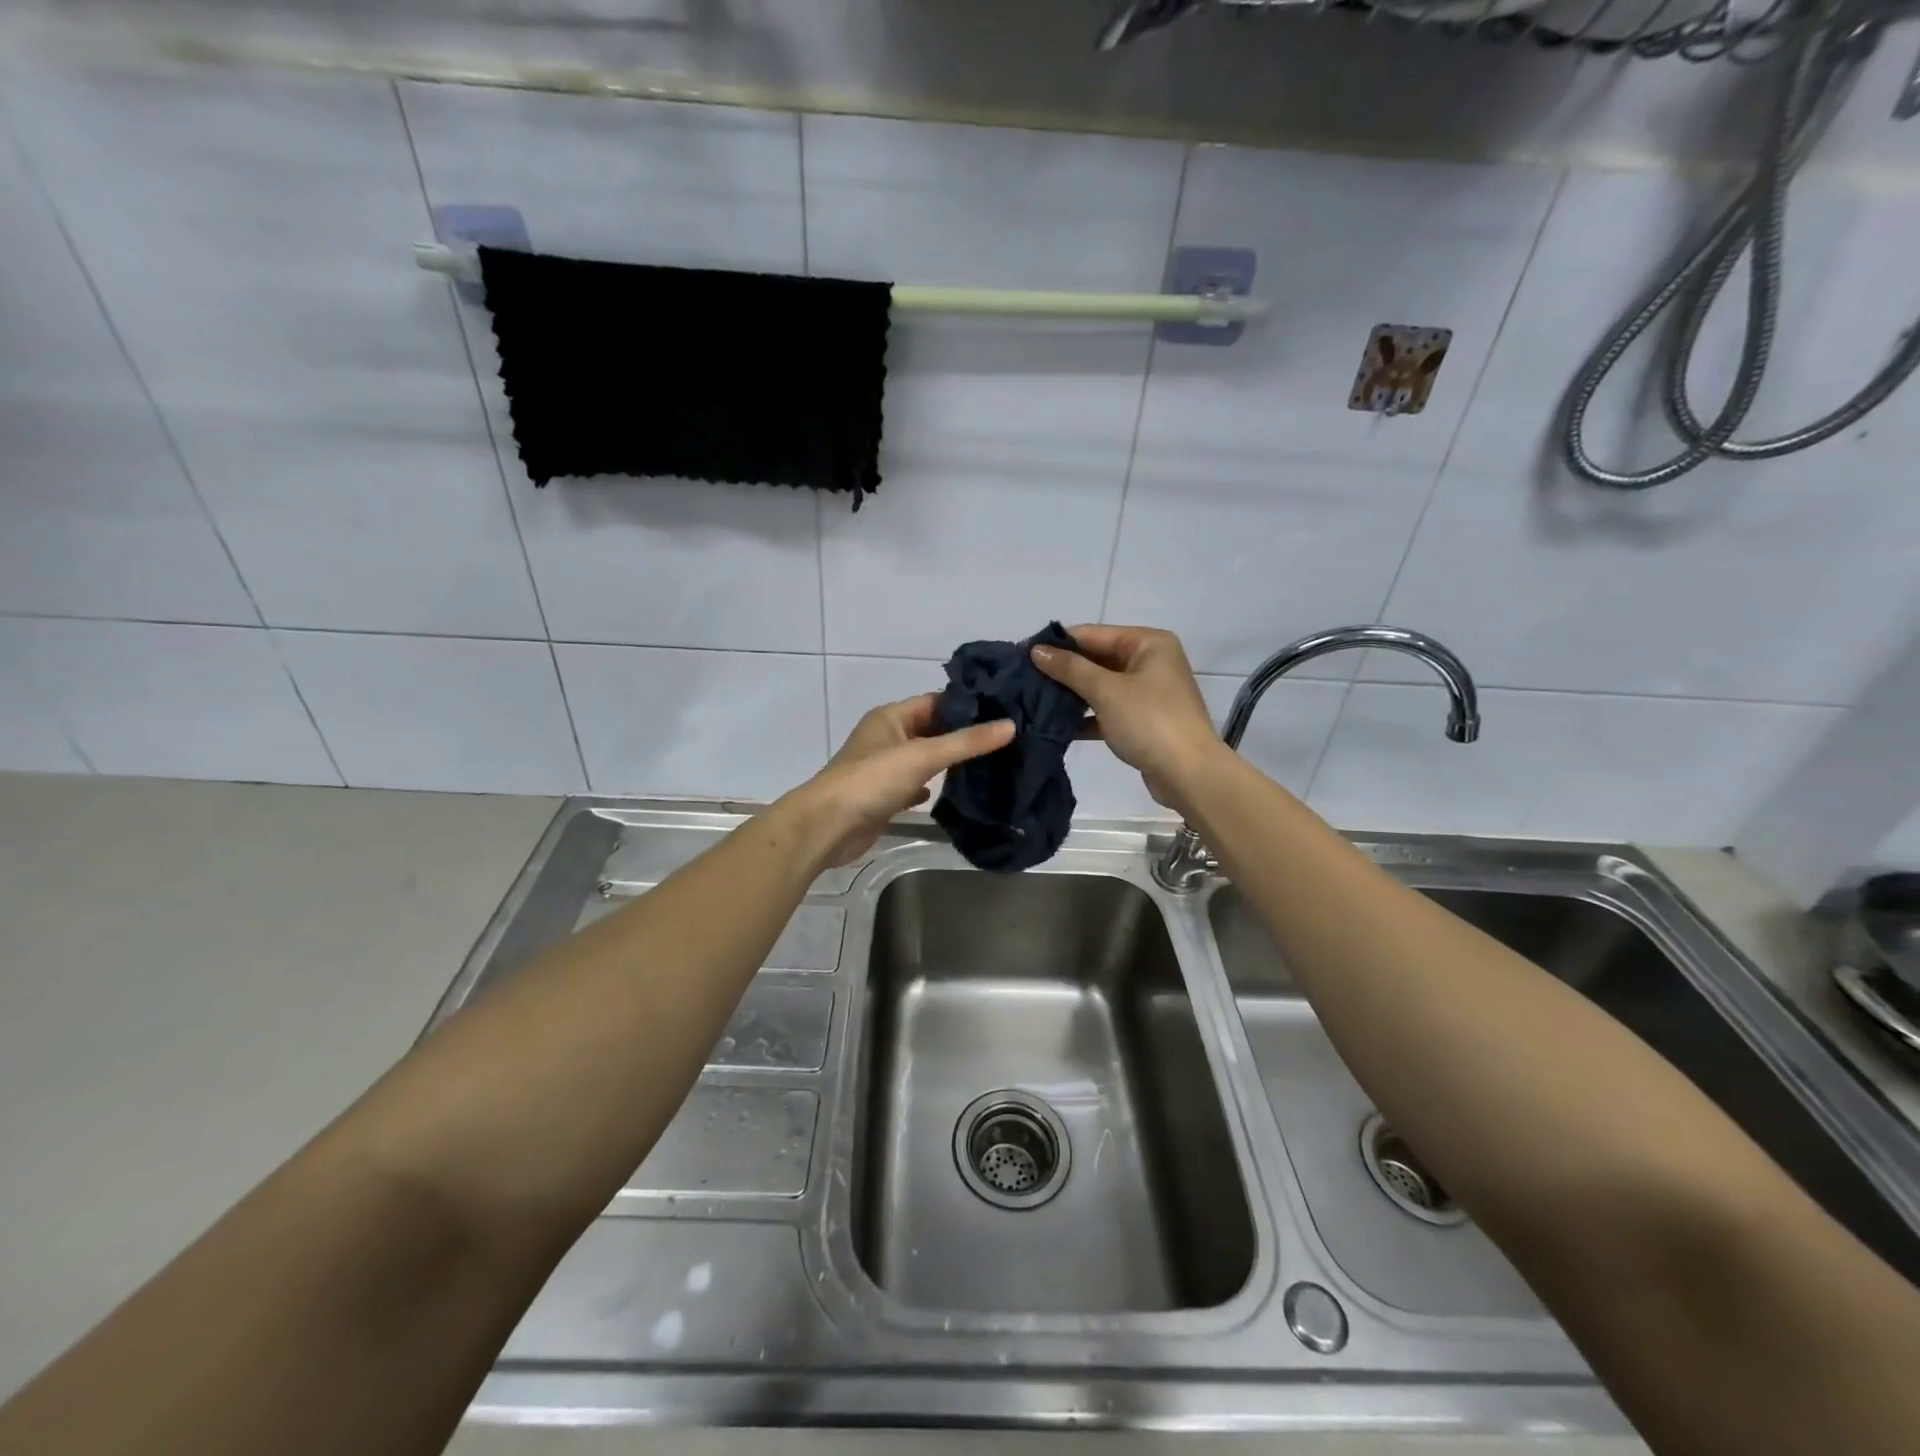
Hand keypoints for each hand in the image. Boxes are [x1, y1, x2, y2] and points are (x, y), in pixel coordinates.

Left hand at [785, 694, 1014, 867]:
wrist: (829, 826)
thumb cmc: (873, 780)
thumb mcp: (924, 755)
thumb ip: (967, 742)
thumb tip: (1010, 726)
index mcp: (891, 717)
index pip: (936, 701)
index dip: (967, 705)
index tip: (1004, 710)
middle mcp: (886, 737)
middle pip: (932, 729)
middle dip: (962, 734)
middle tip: (1005, 738)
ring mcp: (883, 768)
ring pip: (924, 758)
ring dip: (949, 761)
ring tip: (992, 762)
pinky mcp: (883, 796)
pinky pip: (914, 784)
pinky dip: (932, 785)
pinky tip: (955, 791)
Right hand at [1031, 624, 1220, 812]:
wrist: (1189, 774)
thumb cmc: (1149, 721)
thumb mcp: (1106, 691)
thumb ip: (1069, 669)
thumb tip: (1036, 650)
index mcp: (1148, 643)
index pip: (1092, 634)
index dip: (1057, 643)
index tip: (1021, 653)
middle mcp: (1150, 661)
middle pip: (1097, 658)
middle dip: (1062, 670)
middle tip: (1023, 679)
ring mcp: (1148, 692)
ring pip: (1101, 686)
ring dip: (1071, 694)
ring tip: (1033, 700)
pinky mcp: (1143, 720)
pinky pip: (1108, 710)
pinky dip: (1086, 716)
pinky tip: (1057, 725)